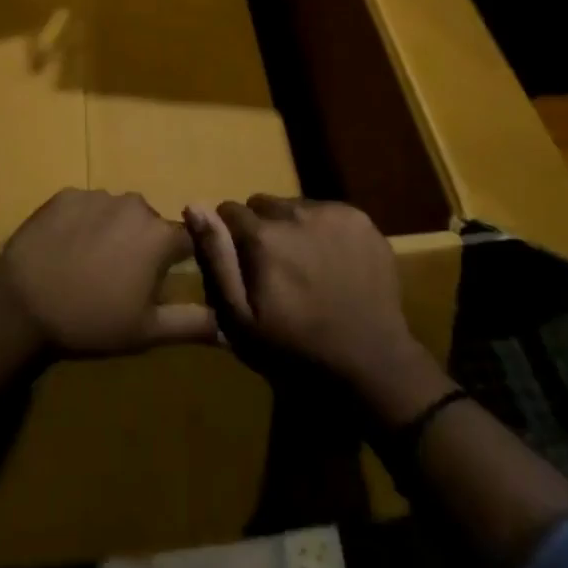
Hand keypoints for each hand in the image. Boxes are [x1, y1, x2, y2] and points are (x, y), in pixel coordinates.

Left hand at [0, 189, 216, 356]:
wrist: (23, 307)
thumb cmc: (91, 322)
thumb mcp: (147, 332)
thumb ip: (193, 323)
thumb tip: (232, 327)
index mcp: (158, 235)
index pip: (188, 238)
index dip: (181, 258)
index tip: (167, 278)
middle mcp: (134, 205)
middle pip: (149, 224)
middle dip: (143, 246)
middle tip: (122, 280)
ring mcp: (97, 196)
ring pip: (117, 213)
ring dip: (112, 233)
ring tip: (90, 266)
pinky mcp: (65, 195)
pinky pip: (85, 207)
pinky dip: (82, 224)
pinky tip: (66, 251)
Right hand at [186, 197, 434, 410]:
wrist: (372, 363)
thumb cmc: (297, 350)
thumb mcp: (241, 319)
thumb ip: (216, 258)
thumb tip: (195, 205)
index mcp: (263, 235)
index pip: (230, 210)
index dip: (231, 236)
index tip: (244, 264)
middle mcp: (296, 212)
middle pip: (263, 204)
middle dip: (262, 228)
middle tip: (275, 267)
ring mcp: (333, 213)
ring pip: (295, 205)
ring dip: (292, 227)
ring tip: (305, 266)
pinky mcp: (360, 219)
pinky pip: (328, 211)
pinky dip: (323, 229)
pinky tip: (332, 262)